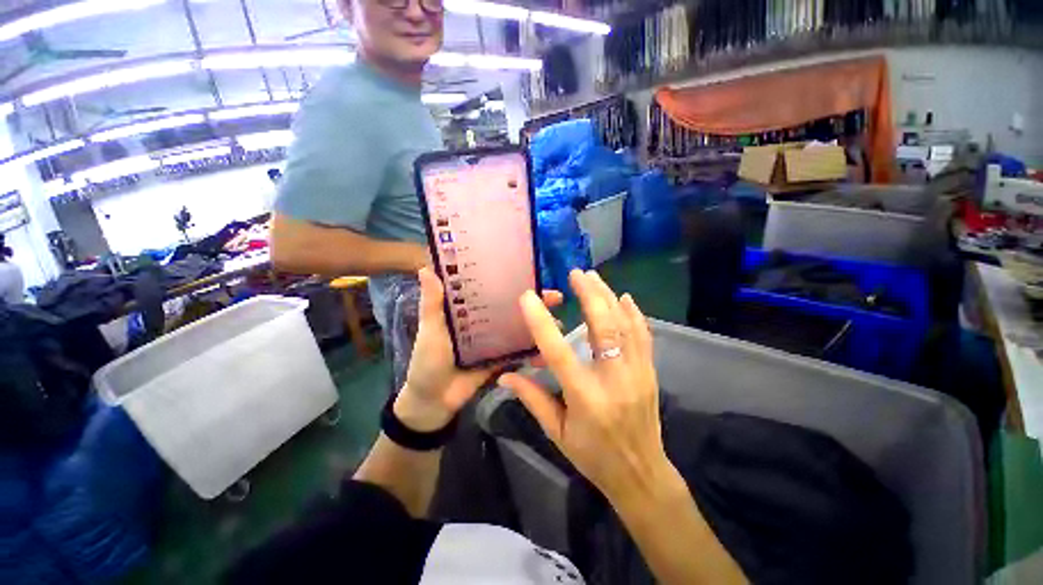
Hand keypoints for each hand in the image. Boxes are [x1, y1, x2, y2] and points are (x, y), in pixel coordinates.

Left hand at [397, 267, 562, 431]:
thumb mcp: (430, 329)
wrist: (432, 402)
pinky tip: (548, 350)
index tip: (532, 274)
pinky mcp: (501, 360)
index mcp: (469, 310)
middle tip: (556, 298)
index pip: (493, 290)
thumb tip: (425, 268)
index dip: (511, 281)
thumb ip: (432, 303)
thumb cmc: (427, 361)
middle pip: (512, 308)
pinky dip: (533, 352)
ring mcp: (495, 342)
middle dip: (534, 303)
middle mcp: (486, 322)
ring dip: (538, 325)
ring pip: (519, 329)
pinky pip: (519, 353)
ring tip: (559, 323)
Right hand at [499, 270, 669, 499]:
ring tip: (594, 277)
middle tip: (575, 273)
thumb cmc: (593, 456)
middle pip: (603, 328)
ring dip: (609, 297)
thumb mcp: (557, 433)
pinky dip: (633, 313)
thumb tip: (504, 377)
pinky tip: (625, 298)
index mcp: (585, 398)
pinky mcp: (650, 372)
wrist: (641, 473)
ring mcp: (638, 373)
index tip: (528, 297)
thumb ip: (532, 399)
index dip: (541, 323)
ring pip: (625, 325)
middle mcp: (614, 380)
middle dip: (589, 295)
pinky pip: (644, 335)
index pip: (559, 352)